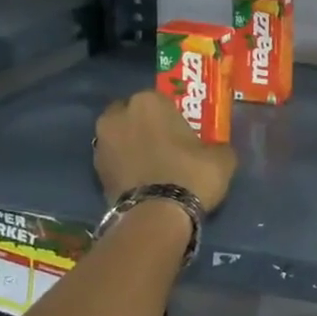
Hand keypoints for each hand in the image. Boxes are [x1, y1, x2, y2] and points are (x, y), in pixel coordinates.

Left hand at [94, 91, 236, 212]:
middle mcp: (119, 116)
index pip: (161, 99)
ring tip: (152, 165)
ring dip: (131, 145)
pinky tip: (142, 181)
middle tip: (165, 144)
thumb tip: (215, 150)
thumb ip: (217, 147)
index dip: (172, 116)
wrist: (156, 216)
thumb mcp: (222, 158)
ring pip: (120, 137)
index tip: (183, 131)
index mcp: (149, 102)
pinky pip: (114, 161)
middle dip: (145, 125)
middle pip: (133, 115)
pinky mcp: (94, 170)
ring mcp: (101, 143)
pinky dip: (125, 166)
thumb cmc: (190, 175)